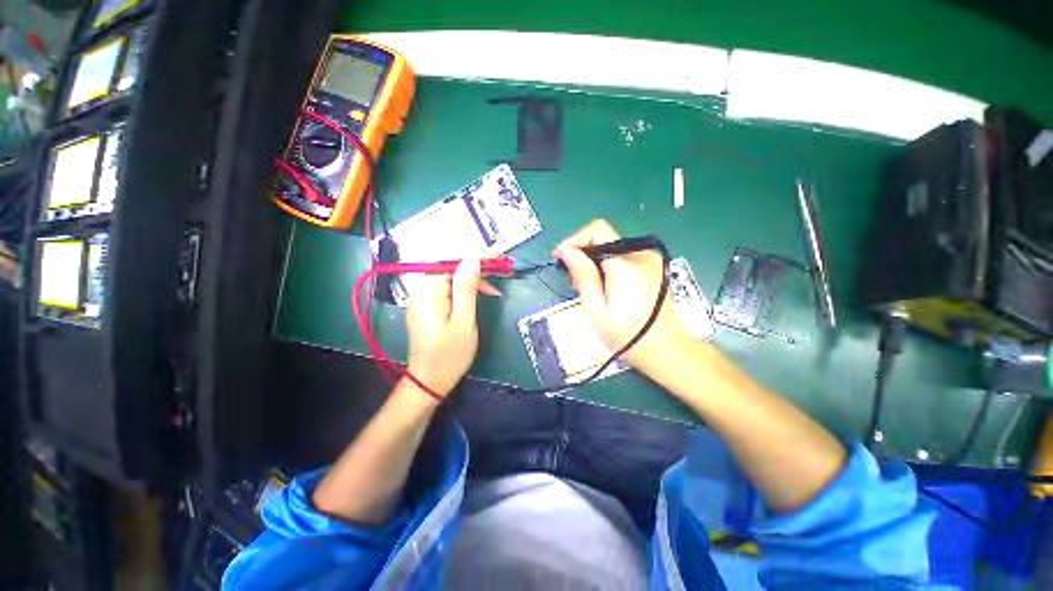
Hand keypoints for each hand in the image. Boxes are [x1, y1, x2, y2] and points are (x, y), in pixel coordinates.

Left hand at [403, 257, 491, 396]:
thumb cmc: (450, 355)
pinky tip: (478, 294)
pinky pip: (446, 289)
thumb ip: (467, 287)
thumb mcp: (464, 321)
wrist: (429, 383)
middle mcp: (420, 289)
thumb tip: (473, 258)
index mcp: (428, 291)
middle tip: (501, 272)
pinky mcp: (426, 306)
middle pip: (451, 268)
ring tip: (493, 289)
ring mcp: (421, 298)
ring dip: (472, 279)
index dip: (476, 256)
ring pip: (450, 278)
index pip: (453, 262)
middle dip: (476, 268)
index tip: (498, 255)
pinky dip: (464, 289)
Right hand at [554, 219, 690, 374]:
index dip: (574, 241)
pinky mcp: (653, 265)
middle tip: (572, 277)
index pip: (596, 231)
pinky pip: (623, 254)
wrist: (664, 349)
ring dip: (594, 259)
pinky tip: (605, 284)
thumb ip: (582, 275)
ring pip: (611, 246)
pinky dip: (608, 264)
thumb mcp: (596, 308)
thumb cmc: (626, 334)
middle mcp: (641, 253)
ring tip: (588, 284)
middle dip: (583, 252)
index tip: (560, 258)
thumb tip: (566, 250)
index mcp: (625, 263)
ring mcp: (650, 258)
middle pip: (603, 236)